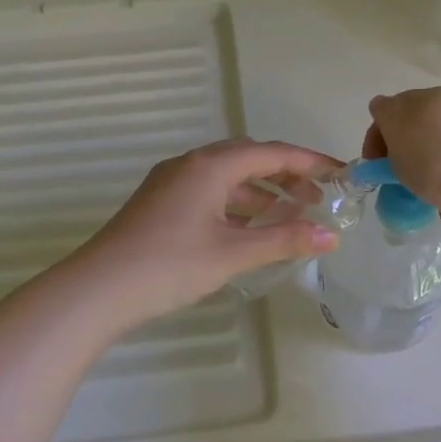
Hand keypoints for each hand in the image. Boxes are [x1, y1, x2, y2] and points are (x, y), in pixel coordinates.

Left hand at [71, 139, 341, 327]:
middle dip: (286, 175)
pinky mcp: (159, 204)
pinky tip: (249, 230)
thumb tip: (330, 237)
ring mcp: (170, 183)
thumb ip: (284, 240)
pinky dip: (236, 205)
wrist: (99, 289)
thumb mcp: (233, 253)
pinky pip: (209, 193)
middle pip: (248, 158)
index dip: (310, 162)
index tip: (341, 174)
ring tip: (289, 216)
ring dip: (260, 192)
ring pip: (226, 177)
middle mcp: (190, 164)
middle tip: (317, 198)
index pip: (272, 152)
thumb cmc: (171, 265)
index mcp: (210, 166)